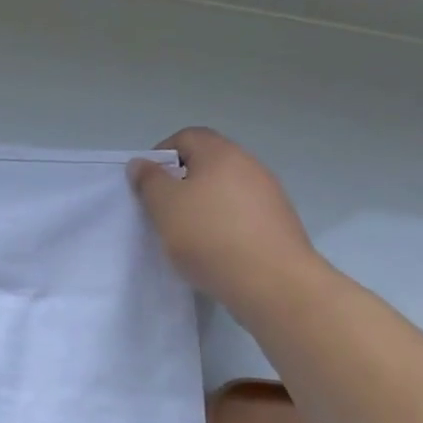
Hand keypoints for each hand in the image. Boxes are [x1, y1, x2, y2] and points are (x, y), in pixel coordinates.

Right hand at [128, 127, 319, 319]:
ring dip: (204, 206)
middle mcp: (250, 166)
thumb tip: (142, 163)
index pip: (187, 137)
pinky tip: (215, 251)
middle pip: (208, 163)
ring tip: (188, 235)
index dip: (162, 154)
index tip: (149, 183)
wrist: (275, 284)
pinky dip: (225, 226)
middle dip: (182, 182)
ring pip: (226, 191)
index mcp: (221, 154)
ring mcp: (270, 196)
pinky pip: (243, 215)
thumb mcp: (164, 205)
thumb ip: (149, 180)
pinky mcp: (281, 225)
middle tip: (164, 209)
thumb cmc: (210, 235)